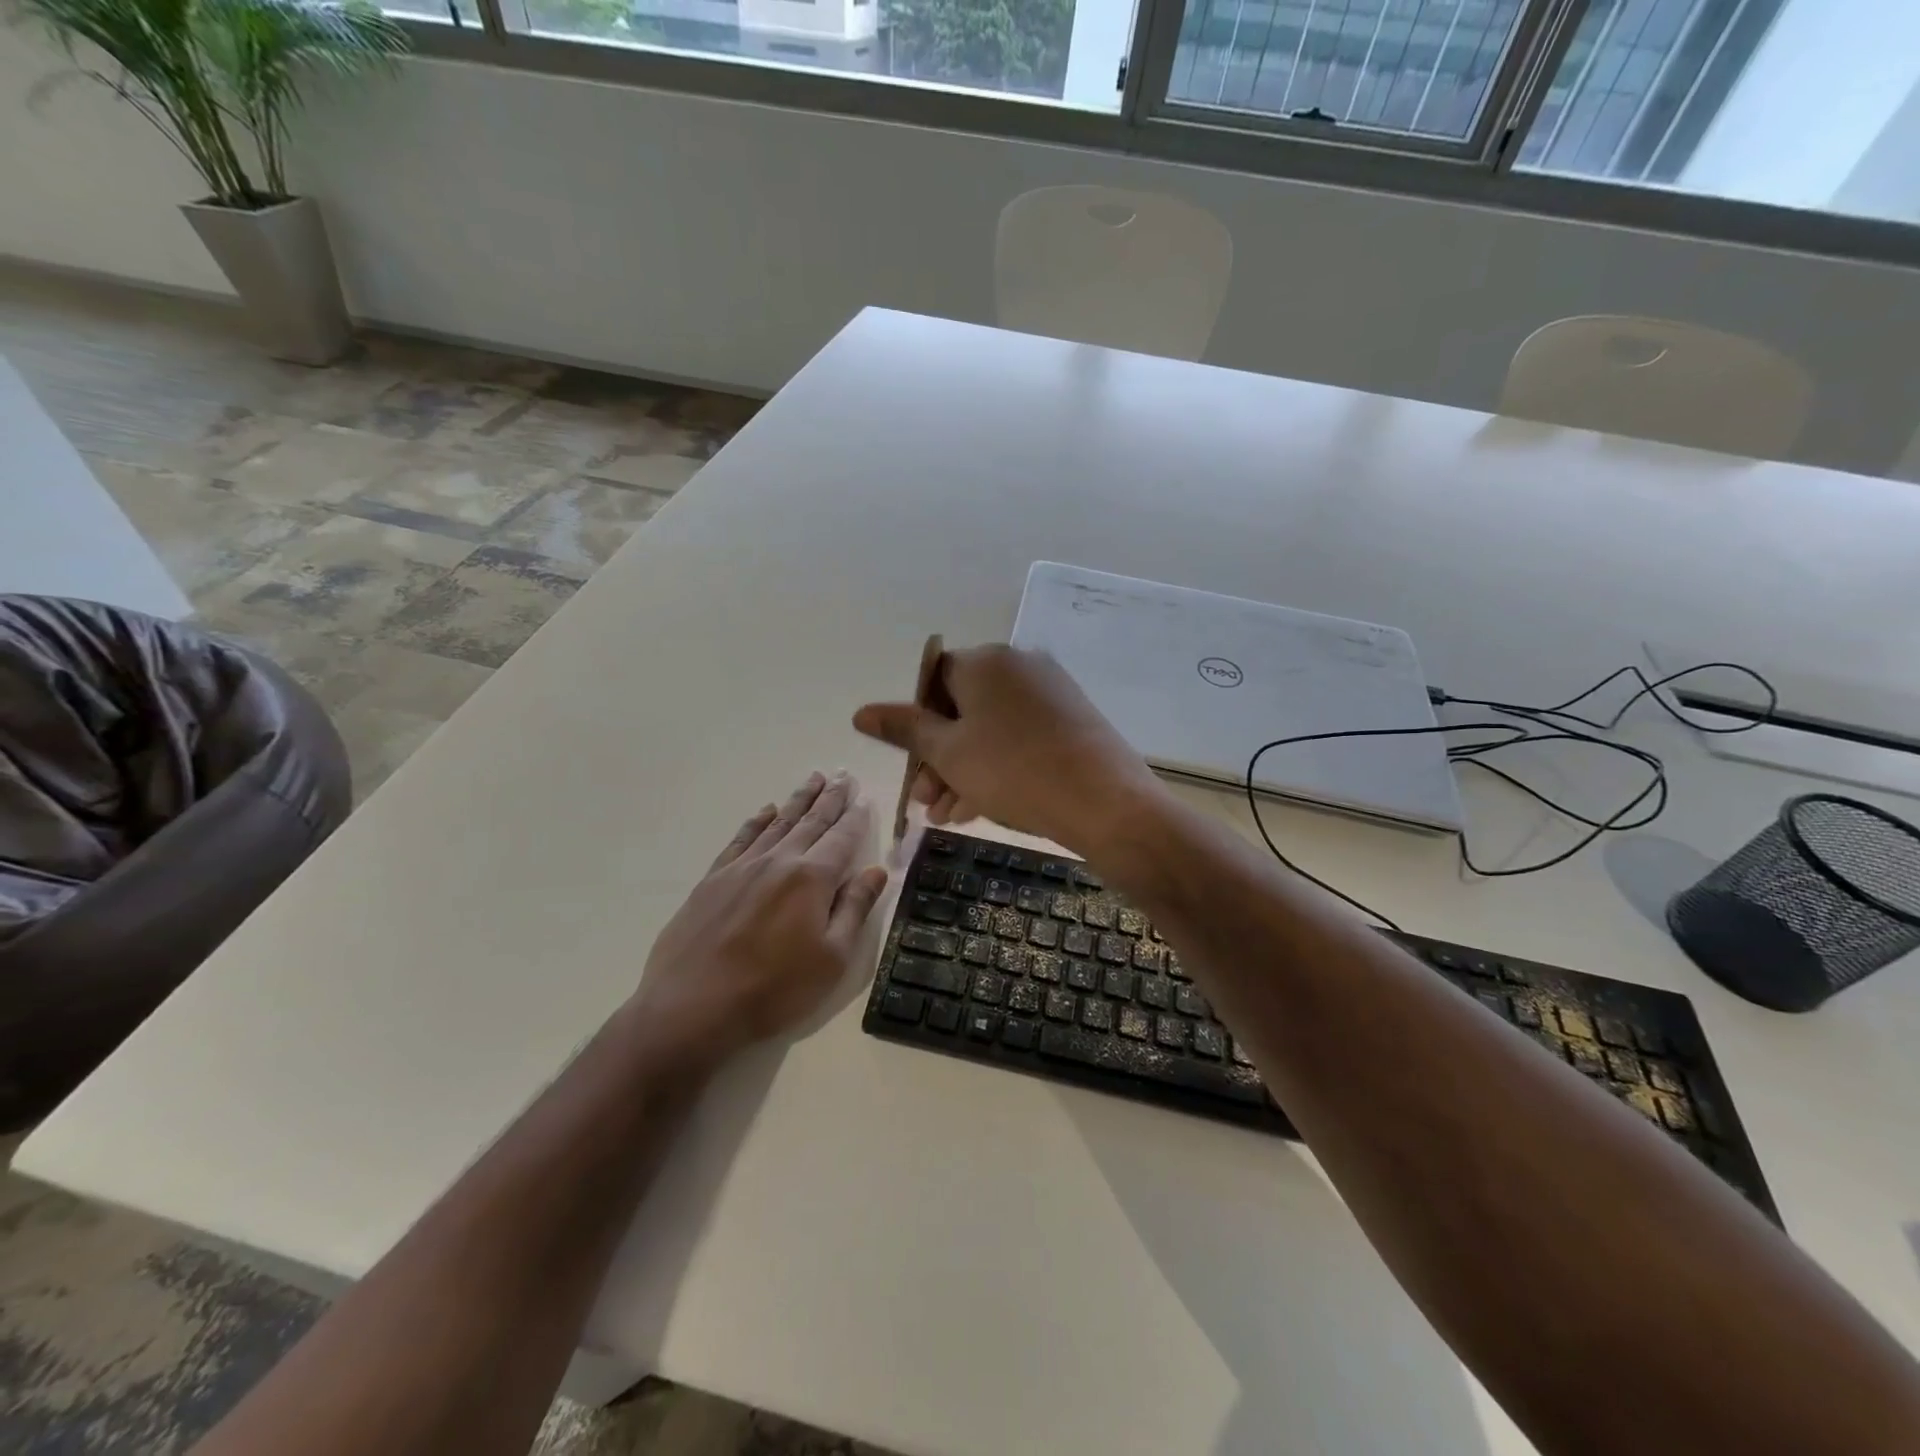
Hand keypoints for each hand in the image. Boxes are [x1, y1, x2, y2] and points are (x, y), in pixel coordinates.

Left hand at [632, 771, 888, 1062]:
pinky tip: (766, 810)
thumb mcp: (832, 958)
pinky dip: (758, 821)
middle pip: (811, 822)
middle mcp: (779, 861)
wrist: (692, 1006)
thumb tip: (876, 871)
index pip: (842, 838)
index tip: (865, 797)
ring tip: (813, 778)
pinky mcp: (714, 879)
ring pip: (778, 822)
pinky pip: (742, 838)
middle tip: (842, 774)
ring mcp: (742, 867)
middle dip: (830, 797)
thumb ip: (855, 908)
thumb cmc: (774, 989)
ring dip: (798, 800)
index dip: (856, 817)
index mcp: (812, 878)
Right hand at [852, 644, 1162, 851]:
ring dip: (962, 770)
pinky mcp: (1071, 720)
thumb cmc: (1014, 771)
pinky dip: (995, 767)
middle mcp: (1019, 666)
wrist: (1105, 802)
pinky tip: (979, 809)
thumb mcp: (948, 753)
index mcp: (986, 662)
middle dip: (937, 758)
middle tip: (926, 803)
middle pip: (962, 708)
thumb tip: (861, 712)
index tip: (912, 766)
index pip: (934, 680)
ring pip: (989, 729)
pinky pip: (1019, 738)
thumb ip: (904, 729)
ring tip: (947, 816)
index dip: (915, 724)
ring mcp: (1050, 693)